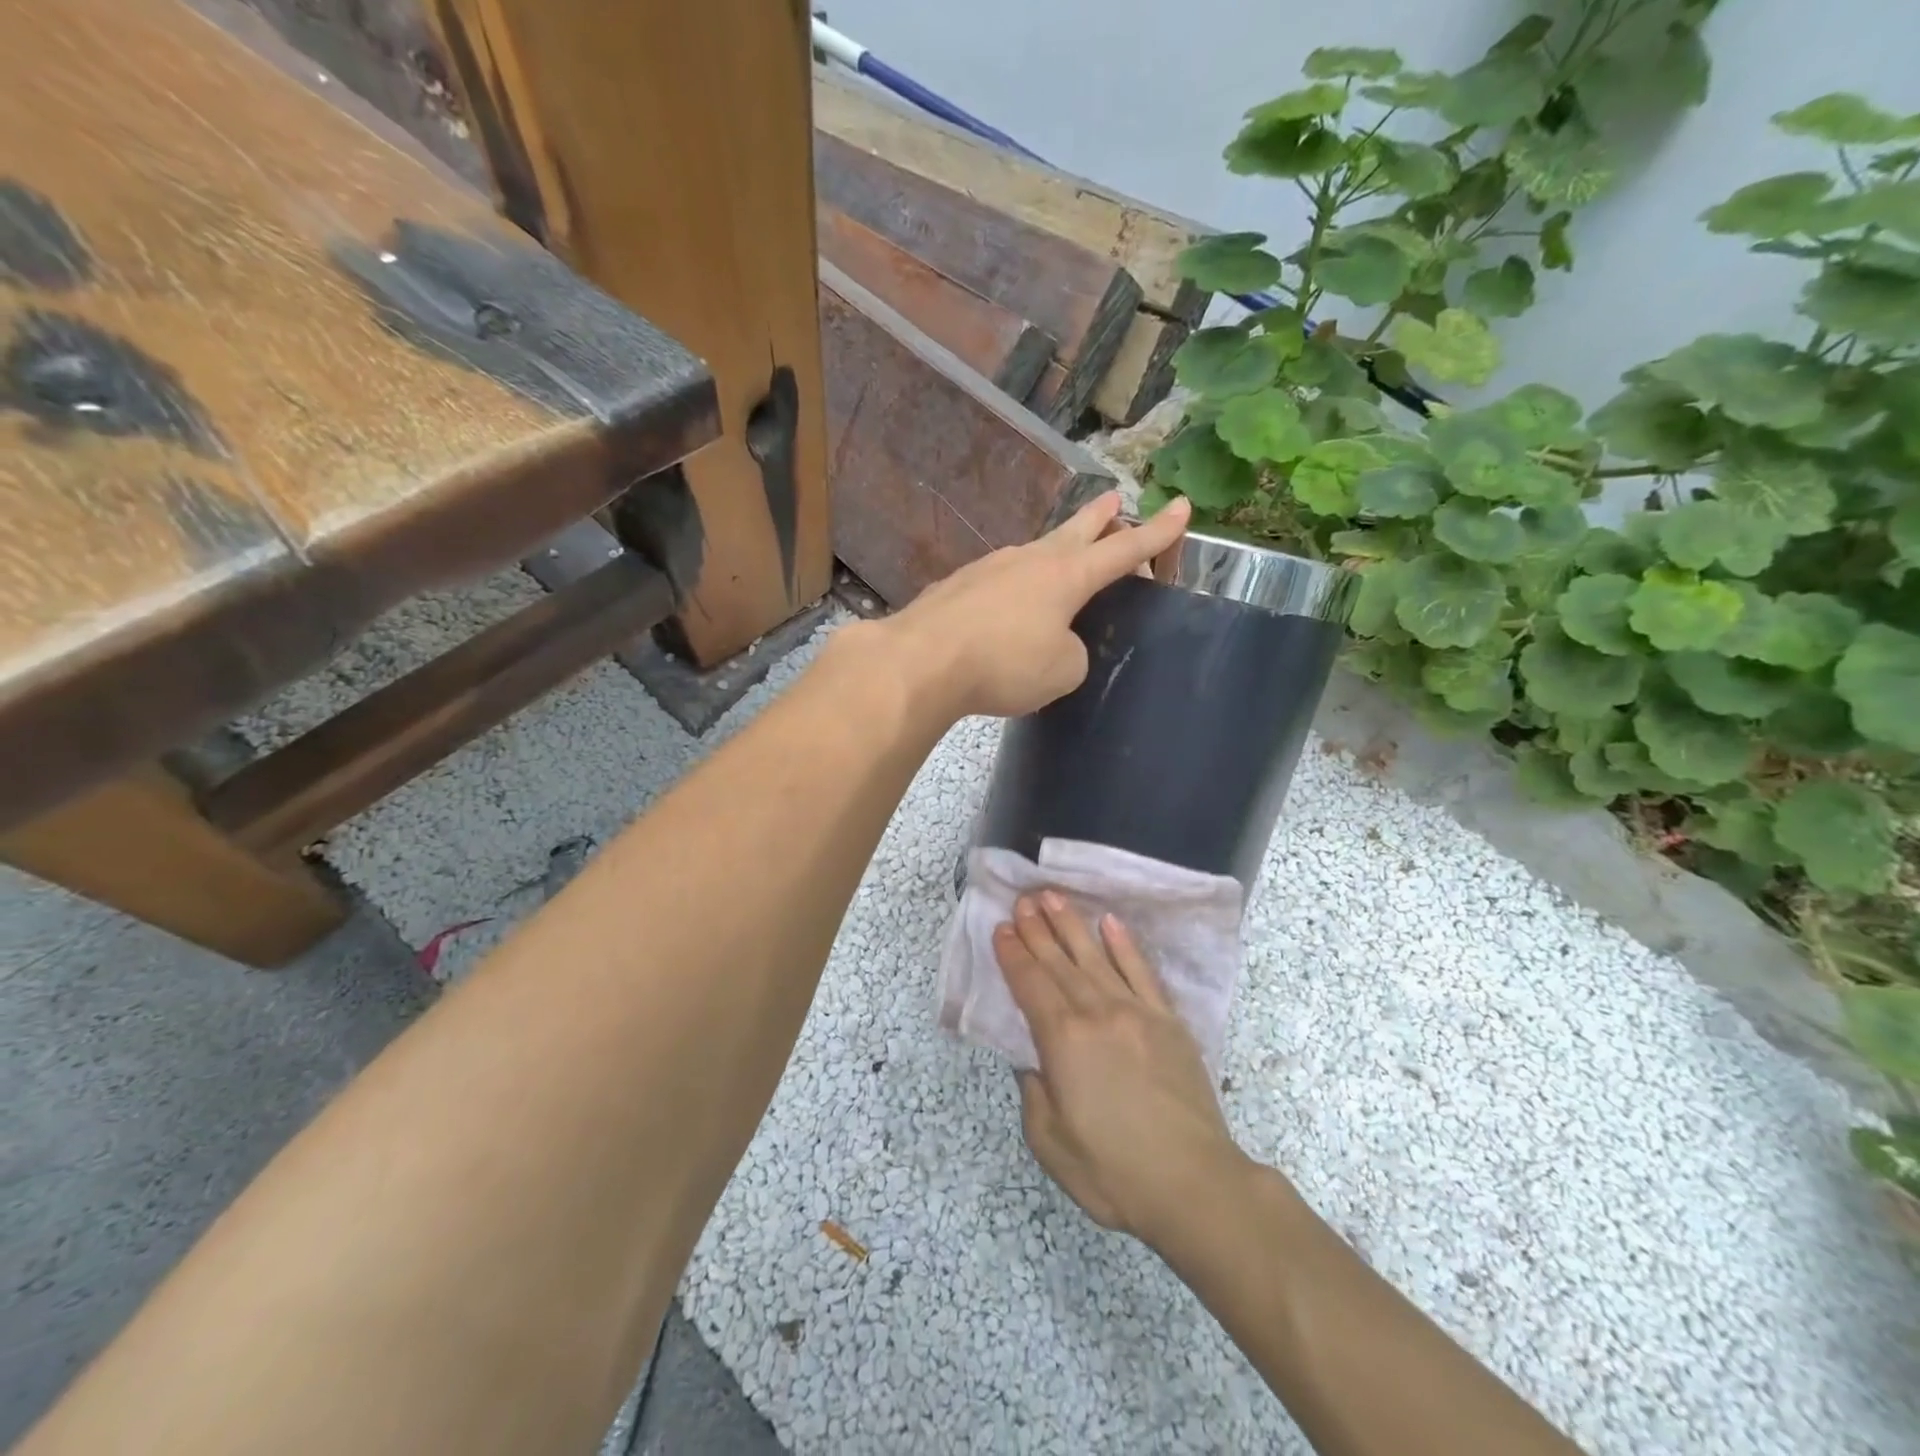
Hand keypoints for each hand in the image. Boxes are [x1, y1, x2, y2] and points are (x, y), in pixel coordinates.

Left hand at [881, 491, 1189, 719]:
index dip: (1157, 533)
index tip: (1181, 507)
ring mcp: (990, 569)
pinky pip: (1001, 580)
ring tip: (1064, 556)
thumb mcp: (1062, 669)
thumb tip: (1055, 643)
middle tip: (1115, 500)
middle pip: (1076, 531)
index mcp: (1067, 575)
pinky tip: (1010, 604)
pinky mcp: (959, 587)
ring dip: (1056, 551)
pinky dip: (1018, 586)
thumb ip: (1071, 652)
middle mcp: (1030, 560)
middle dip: (1101, 518)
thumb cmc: (1004, 663)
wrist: (921, 660)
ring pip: (1035, 553)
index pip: (1124, 549)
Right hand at [993, 891, 1250, 1244]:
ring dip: (1072, 924)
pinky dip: (1124, 945)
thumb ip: (1033, 1093)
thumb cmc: (1113, 1171)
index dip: (1013, 955)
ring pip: (1096, 957)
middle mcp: (1097, 1013)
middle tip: (1022, 899)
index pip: (1030, 985)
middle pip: (1059, 962)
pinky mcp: (1168, 1021)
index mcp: (1063, 1040)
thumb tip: (1034, 1061)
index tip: (1002, 928)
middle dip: (1037, 929)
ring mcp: (1136, 1012)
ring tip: (1054, 896)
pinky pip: (1142, 971)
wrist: (1193, 1184)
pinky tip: (1111, 923)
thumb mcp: (1050, 1142)